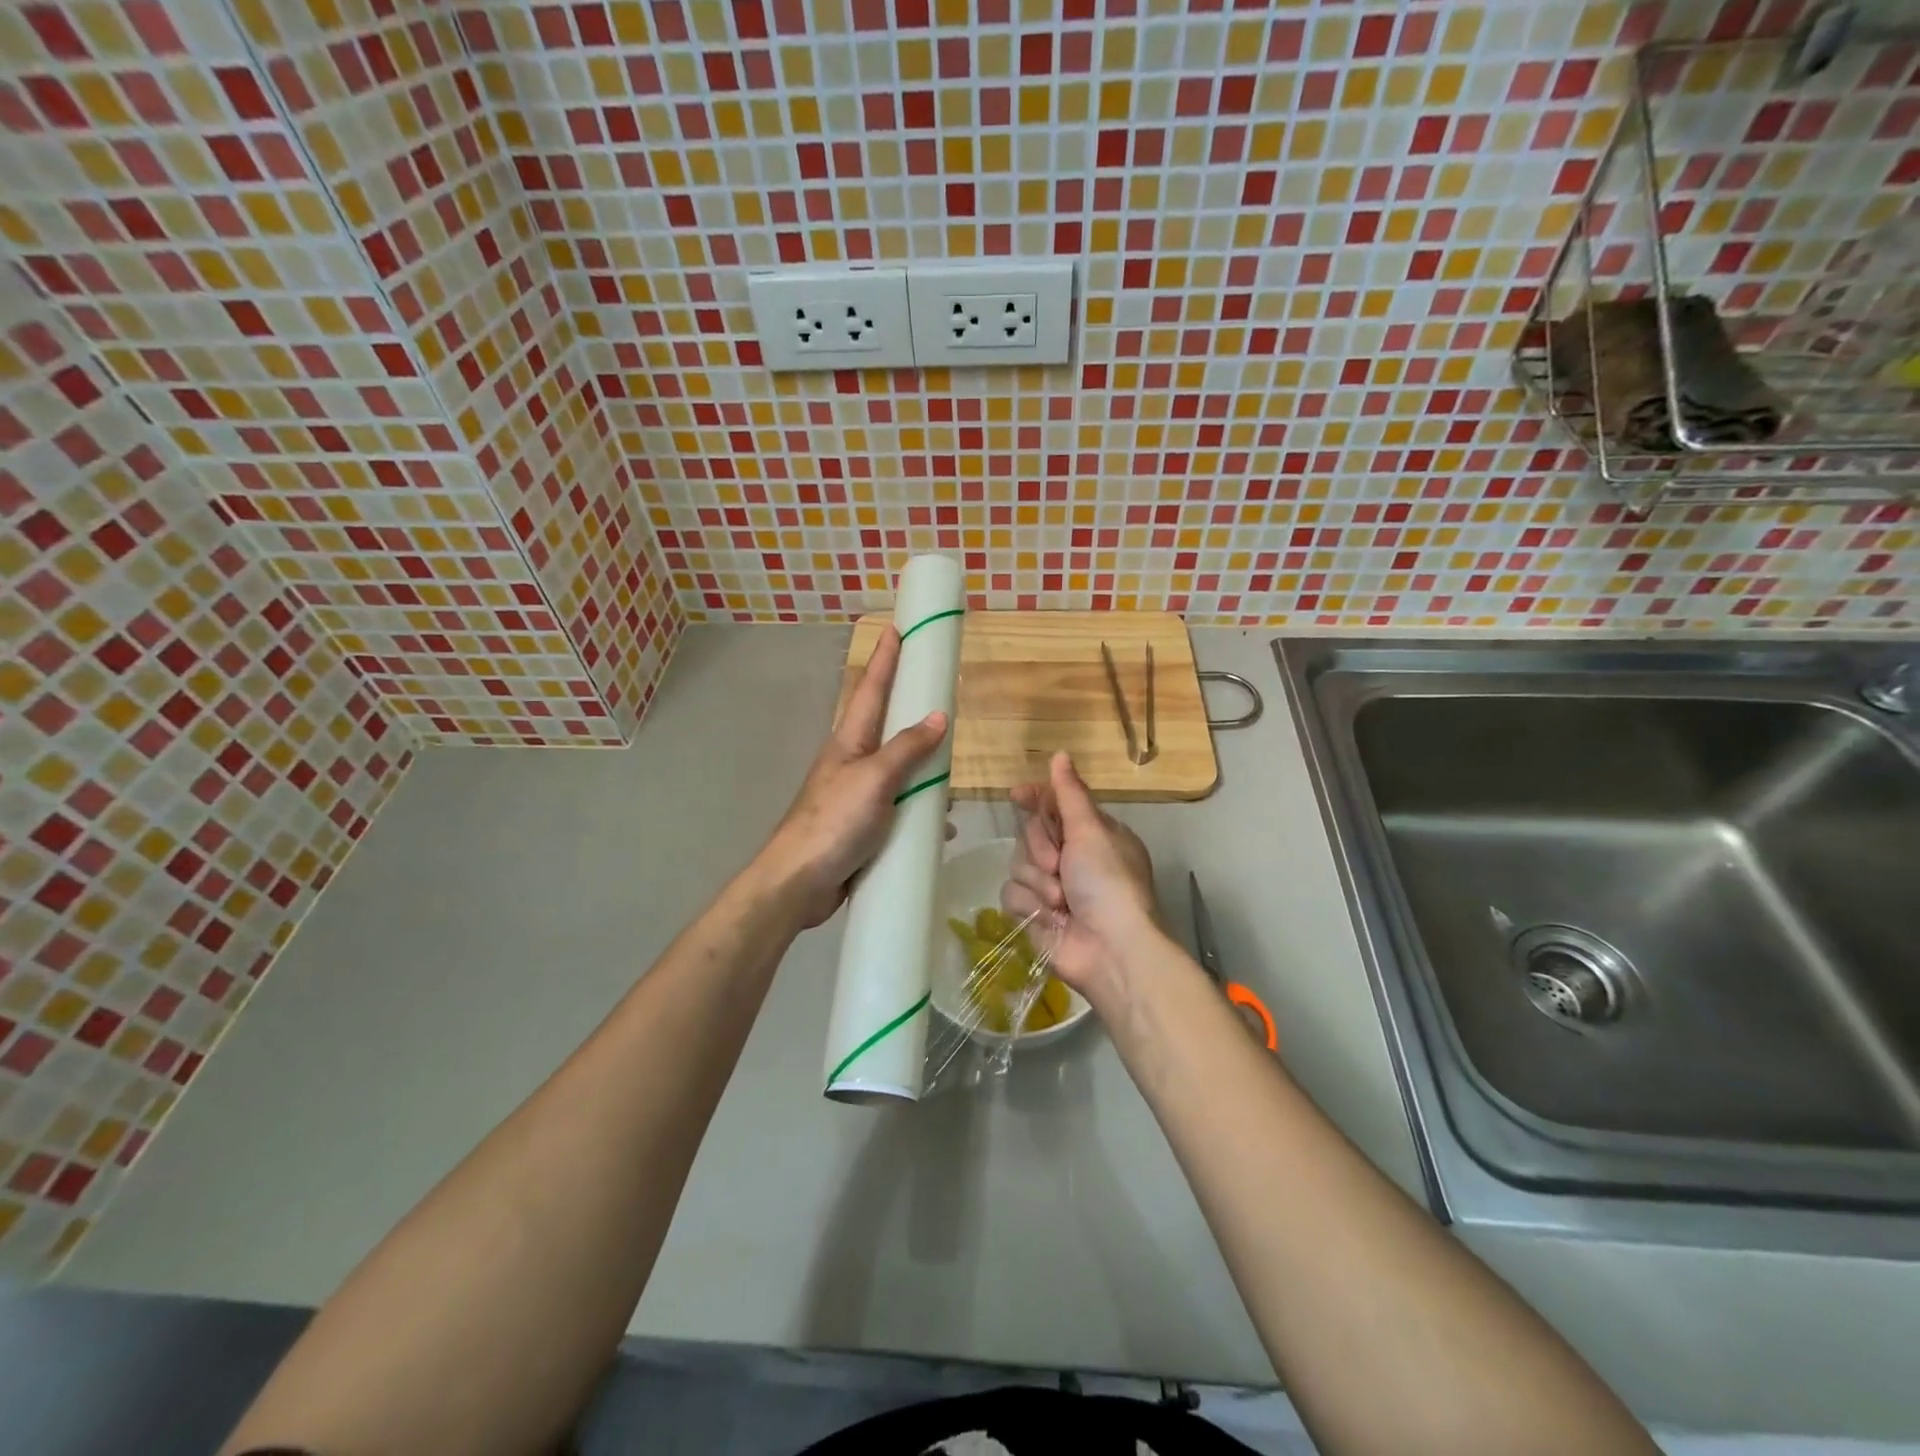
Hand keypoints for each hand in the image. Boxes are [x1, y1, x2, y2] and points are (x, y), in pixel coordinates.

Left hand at [754, 626, 948, 927]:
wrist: (799, 883)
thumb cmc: (834, 821)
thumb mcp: (874, 779)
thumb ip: (906, 749)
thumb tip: (937, 716)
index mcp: (850, 741)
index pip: (871, 689)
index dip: (885, 658)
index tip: (897, 628)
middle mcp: (853, 762)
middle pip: (887, 726)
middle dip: (910, 708)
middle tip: (938, 691)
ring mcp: (858, 795)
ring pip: (898, 771)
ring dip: (924, 768)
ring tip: (953, 769)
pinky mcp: (864, 827)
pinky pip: (901, 809)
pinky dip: (921, 813)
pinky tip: (941, 827)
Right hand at [1002, 752, 1158, 1008]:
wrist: (1110, 950)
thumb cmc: (1108, 883)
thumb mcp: (1091, 831)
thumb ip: (1069, 793)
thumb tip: (1060, 754)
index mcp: (1091, 833)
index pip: (1054, 804)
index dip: (1034, 798)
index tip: (1017, 794)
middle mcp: (1072, 857)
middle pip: (1030, 833)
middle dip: (1041, 848)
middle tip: (1059, 864)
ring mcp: (1052, 887)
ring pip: (1018, 864)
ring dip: (1038, 882)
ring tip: (1061, 901)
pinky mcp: (1034, 914)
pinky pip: (1012, 894)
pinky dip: (1030, 905)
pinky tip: (1049, 917)